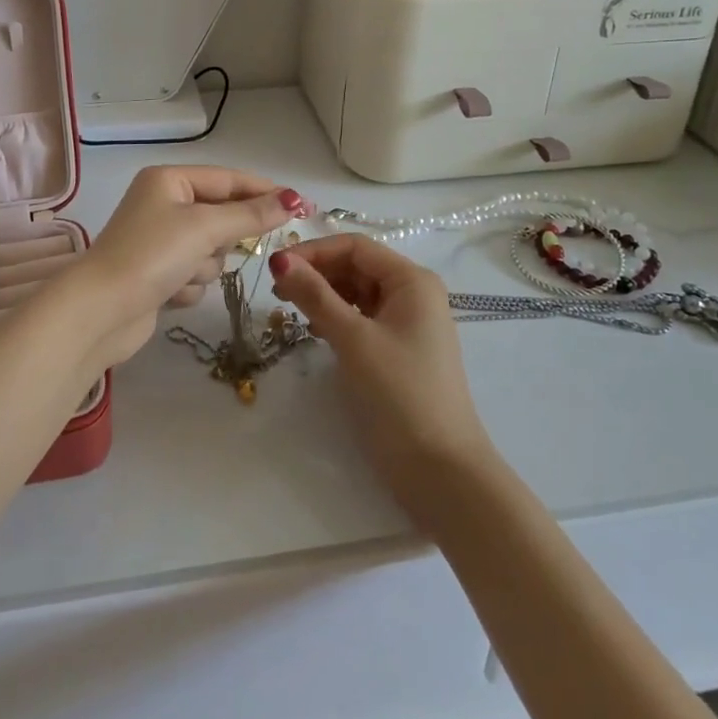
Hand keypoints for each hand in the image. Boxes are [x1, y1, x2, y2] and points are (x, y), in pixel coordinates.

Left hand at [62, 166, 307, 373]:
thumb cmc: (151, 255)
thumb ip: (252, 215)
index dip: (264, 192)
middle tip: (214, 248)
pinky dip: (187, 286)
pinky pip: (194, 275)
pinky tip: (167, 294)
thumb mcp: (205, 228)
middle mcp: (163, 204)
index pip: (228, 180)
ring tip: (180, 275)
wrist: (101, 312)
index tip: (301, 206)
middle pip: (221, 217)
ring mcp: (159, 241)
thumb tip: (293, 199)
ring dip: (202, 267)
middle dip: (220, 240)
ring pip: (211, 251)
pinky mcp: (157, 275)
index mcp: (169, 180)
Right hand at [270, 235, 493, 509]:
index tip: (276, 267)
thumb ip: (314, 295)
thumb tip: (279, 258)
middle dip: (317, 272)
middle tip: (276, 291)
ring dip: (324, 295)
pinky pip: (363, 318)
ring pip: (358, 292)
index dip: (314, 251)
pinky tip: (315, 330)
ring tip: (289, 308)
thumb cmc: (399, 394)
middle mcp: (414, 294)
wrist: (441, 472)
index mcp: (412, 280)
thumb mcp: (353, 339)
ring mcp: (409, 323)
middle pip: (357, 266)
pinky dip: (337, 317)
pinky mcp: (400, 350)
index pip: (355, 247)